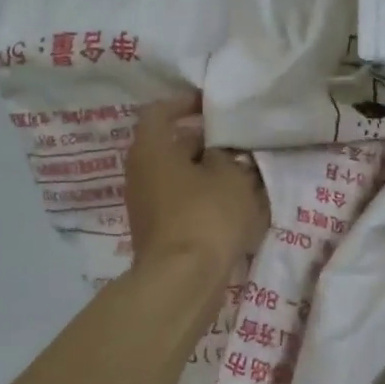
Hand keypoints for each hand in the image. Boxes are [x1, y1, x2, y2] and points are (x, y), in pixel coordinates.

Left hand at [125, 93, 269, 274]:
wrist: (183, 281)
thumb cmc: (206, 215)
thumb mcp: (230, 176)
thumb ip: (228, 156)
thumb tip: (221, 154)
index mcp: (151, 148)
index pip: (161, 111)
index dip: (186, 103)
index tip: (213, 105)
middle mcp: (140, 172)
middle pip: (171, 145)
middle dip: (205, 142)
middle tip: (238, 142)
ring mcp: (146, 204)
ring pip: (179, 176)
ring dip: (207, 172)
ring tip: (243, 174)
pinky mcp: (158, 230)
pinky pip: (181, 201)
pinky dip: (203, 197)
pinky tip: (234, 204)